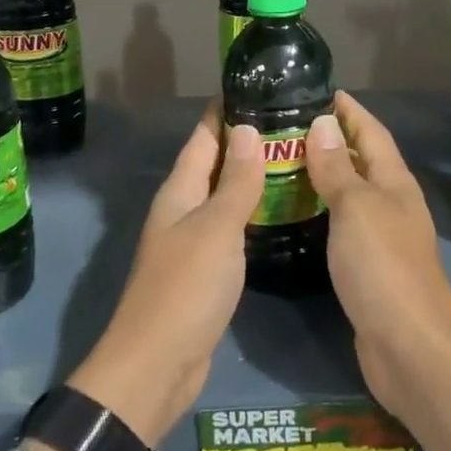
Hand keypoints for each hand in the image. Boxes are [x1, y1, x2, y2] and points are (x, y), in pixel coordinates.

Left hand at [68, 105, 262, 445]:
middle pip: (214, 164)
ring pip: (224, 196)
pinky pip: (231, 228)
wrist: (157, 364)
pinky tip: (278, 212)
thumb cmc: (186, 287)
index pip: (203, 137)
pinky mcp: (205, 270)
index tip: (258, 85)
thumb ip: (235, 181)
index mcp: (179, 191)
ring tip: (293, 158)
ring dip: (252, 177)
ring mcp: (192, 241)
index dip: (225, 110)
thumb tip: (248, 128)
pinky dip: (252, 213)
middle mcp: (182, 209)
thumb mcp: (216, 228)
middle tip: (291, 121)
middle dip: (246, 141)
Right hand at [304, 92, 450, 416]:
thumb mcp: (356, 208)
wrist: (409, 346)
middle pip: (362, 160)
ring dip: (323, 174)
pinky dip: (321, 210)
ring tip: (283, 161)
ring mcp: (382, 236)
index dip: (349, 110)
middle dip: (331, 138)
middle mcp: (391, 203)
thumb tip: (323, 123)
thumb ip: (337, 168)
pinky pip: (341, 224)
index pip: (371, 132)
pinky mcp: (368, 266)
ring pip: (350, 192)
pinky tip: (296, 212)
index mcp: (394, 182)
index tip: (320, 90)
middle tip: (286, 125)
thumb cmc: (382, 266)